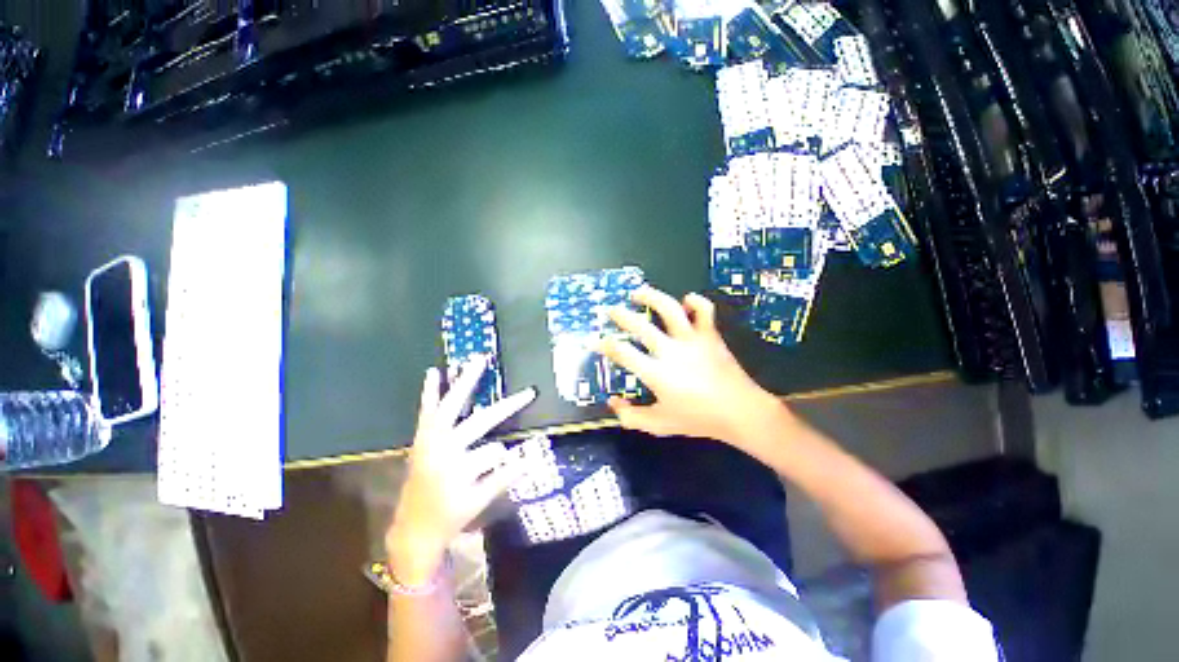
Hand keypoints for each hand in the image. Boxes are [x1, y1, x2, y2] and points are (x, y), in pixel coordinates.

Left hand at [386, 357, 535, 583]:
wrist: (412, 529)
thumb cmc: (449, 517)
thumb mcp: (479, 502)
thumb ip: (504, 478)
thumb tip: (531, 460)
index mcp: (459, 469)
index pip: (495, 452)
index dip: (507, 458)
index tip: (525, 458)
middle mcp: (445, 450)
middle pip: (481, 421)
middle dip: (506, 407)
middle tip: (527, 393)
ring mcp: (430, 440)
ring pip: (452, 406)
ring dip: (466, 382)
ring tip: (478, 361)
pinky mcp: (422, 438)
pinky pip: (427, 410)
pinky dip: (431, 391)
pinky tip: (434, 371)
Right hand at [599, 287, 784, 444]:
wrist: (740, 412)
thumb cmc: (698, 419)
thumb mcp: (659, 424)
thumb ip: (631, 416)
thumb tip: (612, 403)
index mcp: (657, 373)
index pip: (623, 353)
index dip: (605, 345)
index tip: (596, 341)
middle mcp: (671, 350)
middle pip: (640, 325)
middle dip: (621, 315)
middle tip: (611, 310)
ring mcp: (692, 339)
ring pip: (669, 308)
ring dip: (651, 297)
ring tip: (638, 294)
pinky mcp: (710, 335)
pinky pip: (704, 310)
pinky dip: (695, 301)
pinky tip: (685, 300)